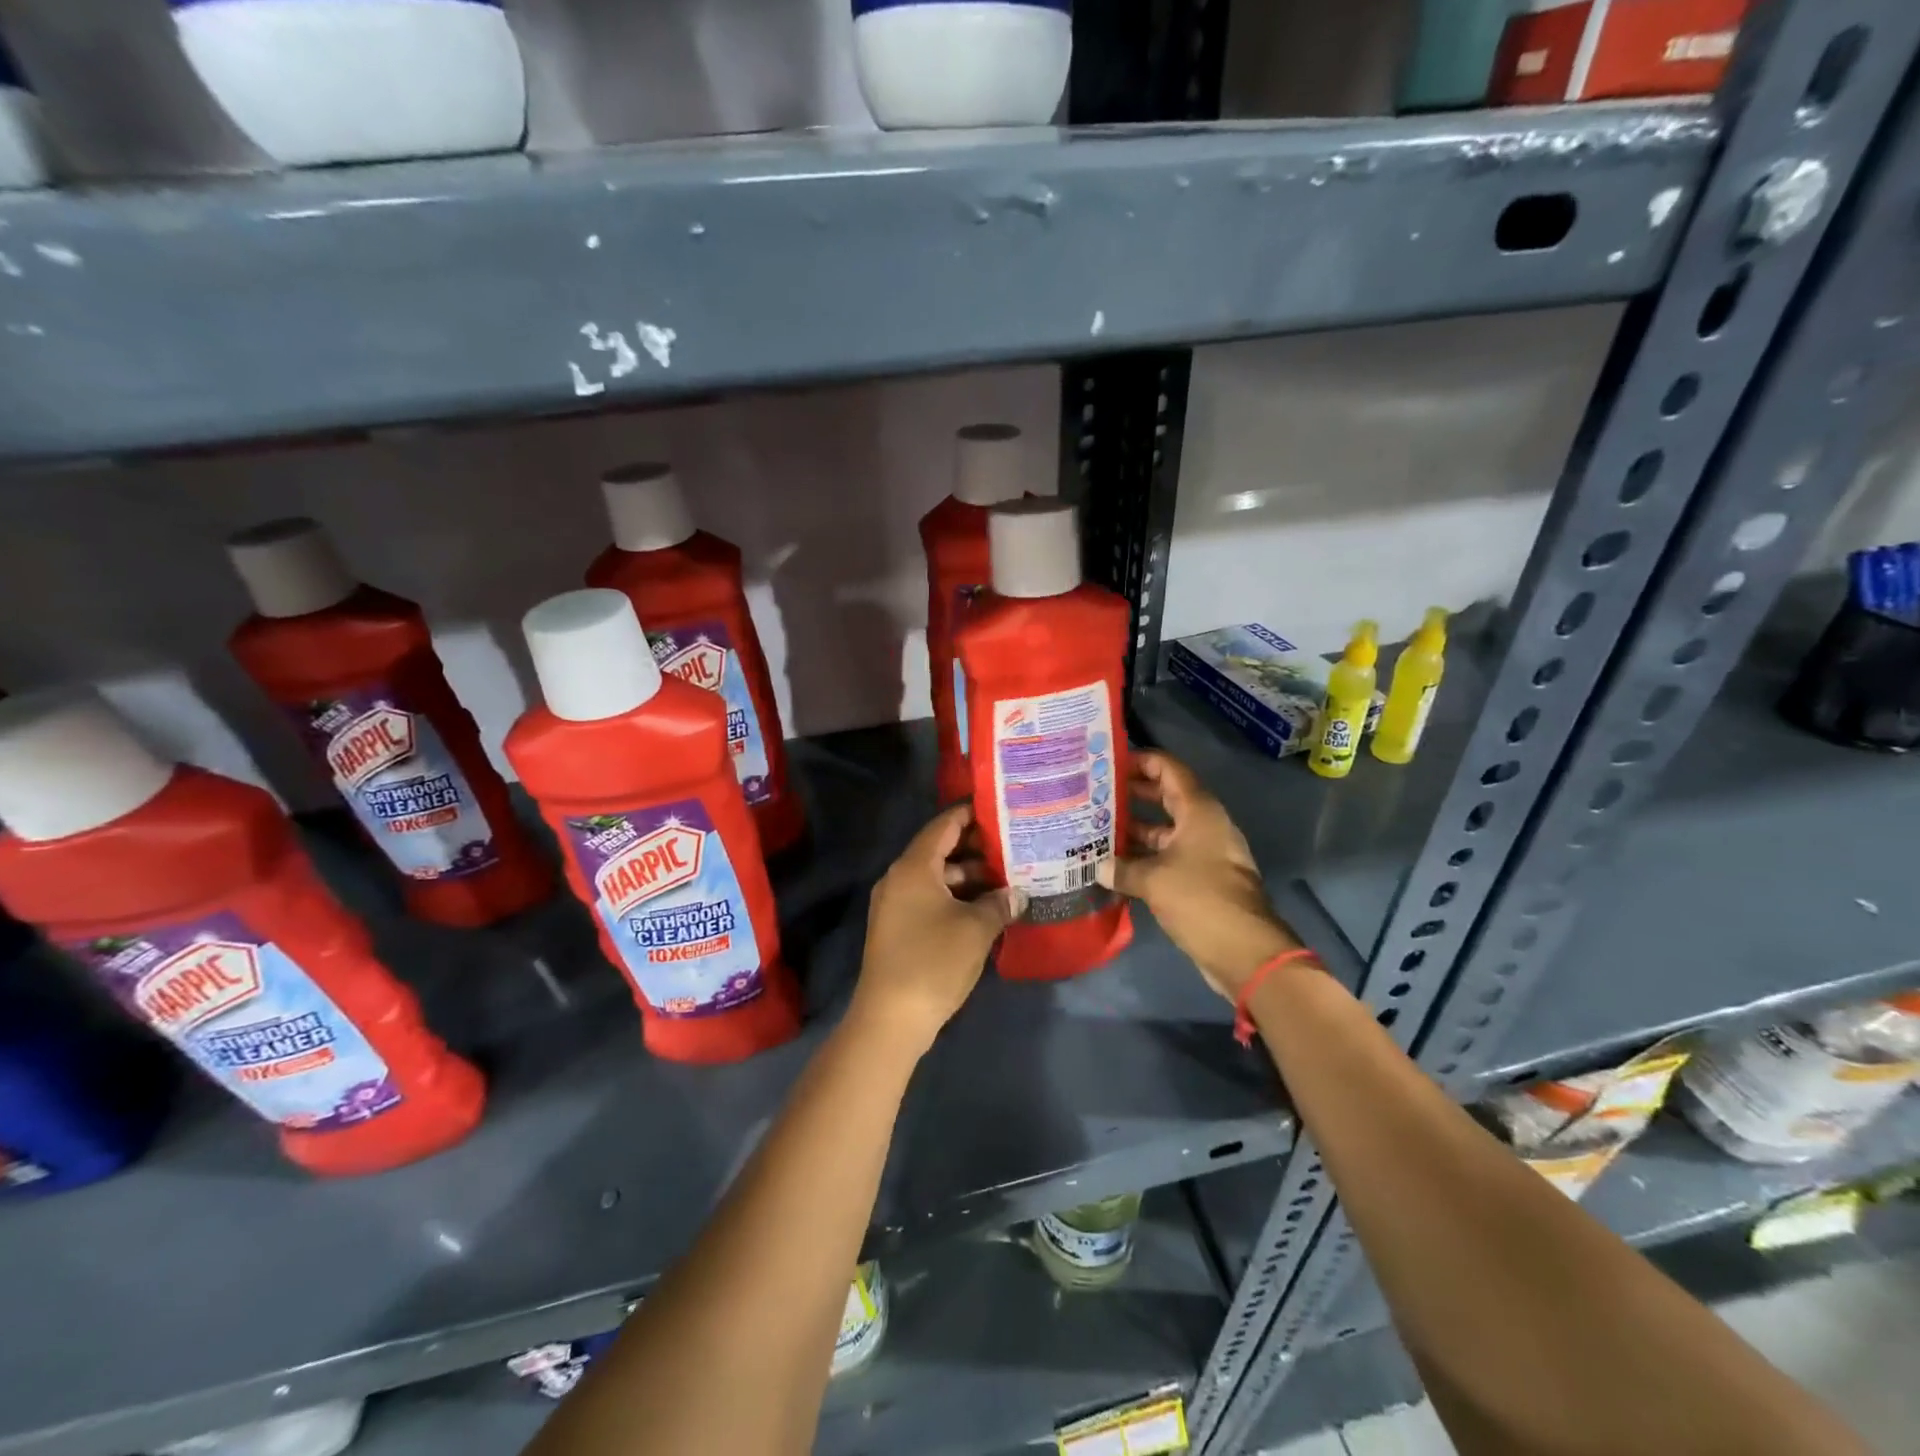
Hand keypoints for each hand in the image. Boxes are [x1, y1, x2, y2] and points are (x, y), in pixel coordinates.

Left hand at [850, 804, 1024, 1054]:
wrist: (891, 1018)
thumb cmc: (934, 961)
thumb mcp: (976, 929)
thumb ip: (999, 904)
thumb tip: (1017, 894)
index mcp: (914, 868)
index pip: (943, 826)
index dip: (970, 814)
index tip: (999, 809)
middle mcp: (899, 878)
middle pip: (940, 850)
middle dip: (976, 848)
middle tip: (1013, 845)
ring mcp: (895, 904)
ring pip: (937, 877)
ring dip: (969, 877)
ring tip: (1007, 879)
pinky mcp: (898, 928)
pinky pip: (930, 898)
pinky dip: (956, 897)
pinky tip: (985, 908)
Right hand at [1096, 751, 1297, 999]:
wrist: (1245, 952)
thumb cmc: (1201, 899)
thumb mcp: (1153, 880)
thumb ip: (1121, 868)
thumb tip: (1096, 868)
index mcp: (1199, 811)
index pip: (1168, 769)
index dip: (1141, 760)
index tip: (1108, 763)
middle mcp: (1202, 825)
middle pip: (1165, 797)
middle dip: (1131, 794)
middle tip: (1094, 793)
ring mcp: (1202, 853)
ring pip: (1164, 830)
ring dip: (1134, 829)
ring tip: (1095, 827)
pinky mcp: (1199, 880)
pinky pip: (1166, 857)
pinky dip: (1143, 857)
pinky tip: (1112, 865)